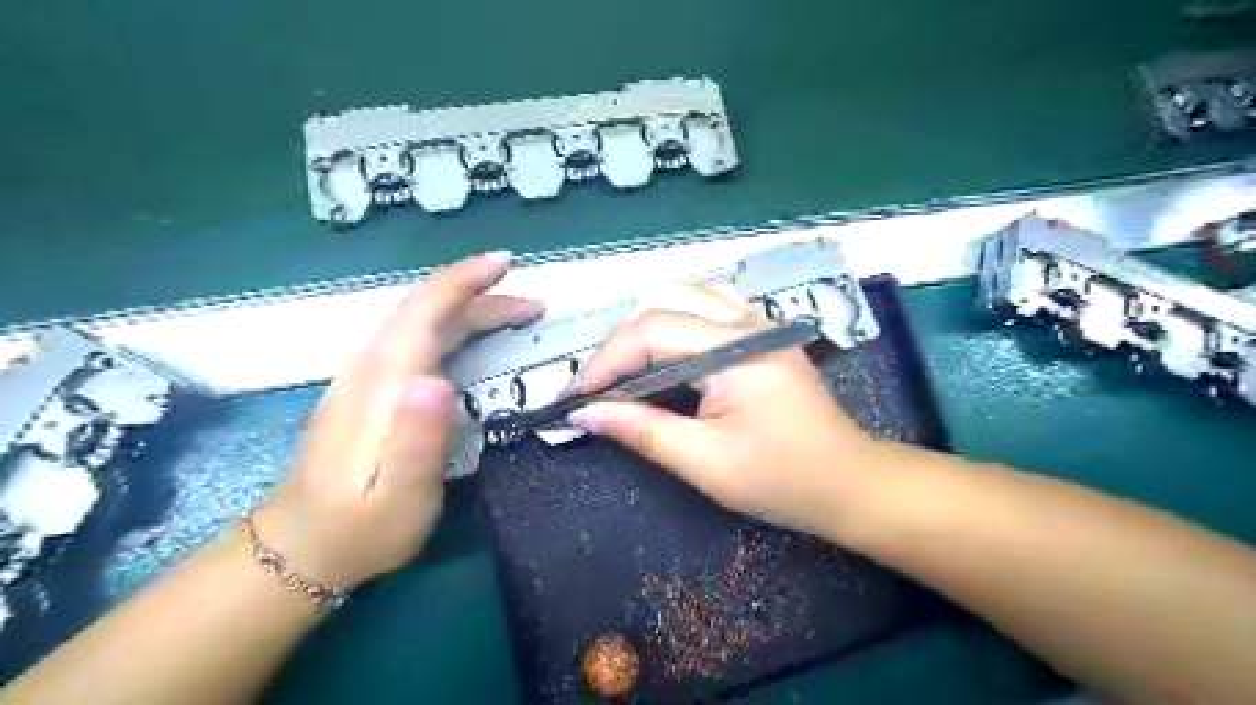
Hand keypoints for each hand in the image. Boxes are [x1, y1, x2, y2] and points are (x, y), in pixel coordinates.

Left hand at [256, 253, 544, 588]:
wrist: (303, 546)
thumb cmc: (362, 525)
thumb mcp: (401, 495)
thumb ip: (419, 438)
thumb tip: (438, 380)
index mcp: (384, 381)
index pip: (425, 310)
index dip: (465, 280)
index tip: (505, 262)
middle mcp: (372, 367)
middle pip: (428, 311)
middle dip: (483, 298)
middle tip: (535, 308)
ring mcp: (366, 377)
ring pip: (421, 323)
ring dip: (470, 310)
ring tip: (515, 318)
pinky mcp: (369, 390)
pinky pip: (415, 340)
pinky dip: (452, 327)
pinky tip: (470, 341)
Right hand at [570, 283, 875, 533]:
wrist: (849, 483)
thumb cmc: (783, 480)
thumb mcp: (706, 463)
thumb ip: (643, 430)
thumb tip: (585, 413)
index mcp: (737, 351)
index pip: (653, 331)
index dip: (607, 359)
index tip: (577, 395)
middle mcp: (748, 322)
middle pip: (665, 301)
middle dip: (622, 340)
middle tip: (602, 384)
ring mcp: (759, 323)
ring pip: (685, 296)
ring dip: (646, 326)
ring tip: (626, 369)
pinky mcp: (762, 334)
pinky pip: (707, 309)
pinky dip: (674, 324)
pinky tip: (664, 356)